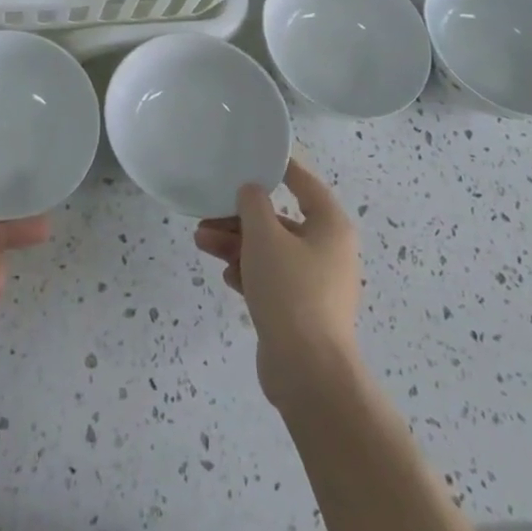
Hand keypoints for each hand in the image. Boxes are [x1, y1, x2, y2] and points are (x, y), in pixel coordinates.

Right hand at [194, 158, 361, 408]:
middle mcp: (328, 250)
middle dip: (241, 217)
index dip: (278, 167)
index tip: (250, 157)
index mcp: (330, 225)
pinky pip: (272, 279)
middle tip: (208, 214)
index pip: (304, 182)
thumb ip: (253, 204)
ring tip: (201, 242)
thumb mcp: (264, 236)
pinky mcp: (302, 312)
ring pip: (271, 251)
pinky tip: (226, 276)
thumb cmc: (291, 291)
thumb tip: (251, 191)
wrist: (308, 373)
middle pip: (280, 220)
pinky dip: (249, 273)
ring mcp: (316, 283)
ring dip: (237, 244)